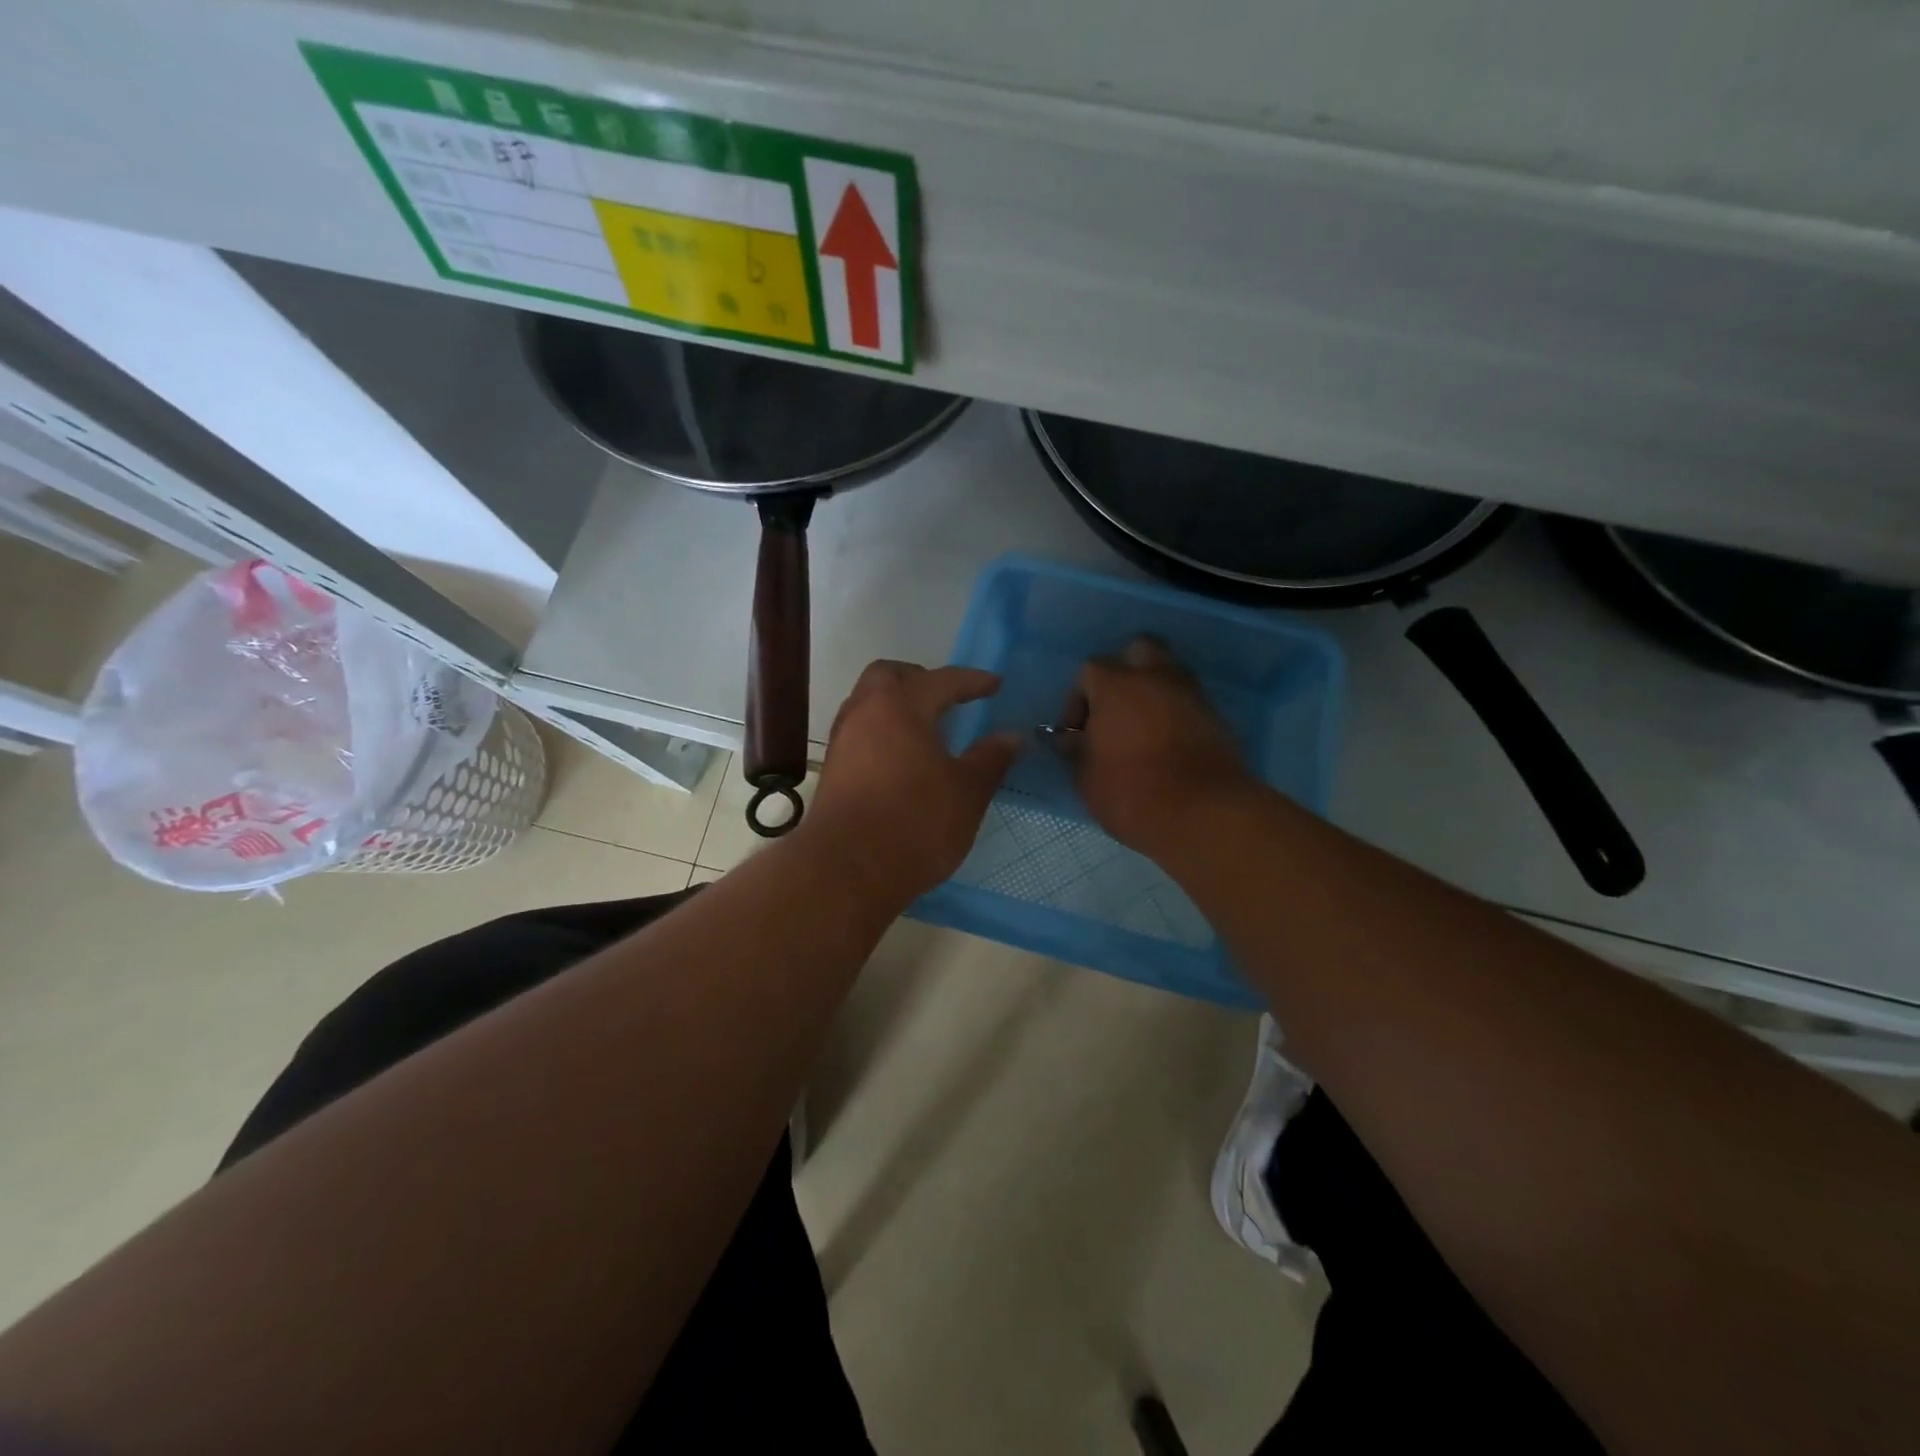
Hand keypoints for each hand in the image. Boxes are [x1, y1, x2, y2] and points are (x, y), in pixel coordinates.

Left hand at [800, 661, 1020, 903]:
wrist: (846, 871)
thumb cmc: (915, 823)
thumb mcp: (967, 792)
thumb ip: (990, 759)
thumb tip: (1011, 737)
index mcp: (900, 705)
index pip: (942, 680)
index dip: (972, 681)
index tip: (994, 684)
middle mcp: (864, 712)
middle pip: (888, 677)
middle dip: (919, 680)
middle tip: (947, 699)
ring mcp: (842, 741)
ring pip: (868, 704)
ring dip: (896, 707)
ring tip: (926, 732)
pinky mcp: (832, 771)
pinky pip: (860, 734)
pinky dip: (882, 733)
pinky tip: (902, 761)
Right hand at [1070, 637, 1254, 852]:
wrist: (1202, 814)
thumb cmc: (1130, 792)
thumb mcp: (1085, 777)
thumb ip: (1076, 750)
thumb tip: (1072, 739)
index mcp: (1117, 685)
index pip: (1090, 670)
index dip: (1079, 700)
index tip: (1077, 734)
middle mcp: (1157, 678)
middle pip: (1140, 651)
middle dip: (1125, 673)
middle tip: (1116, 710)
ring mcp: (1192, 695)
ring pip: (1170, 675)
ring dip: (1154, 693)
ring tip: (1142, 731)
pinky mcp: (1218, 718)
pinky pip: (1190, 704)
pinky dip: (1177, 716)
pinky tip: (1168, 747)